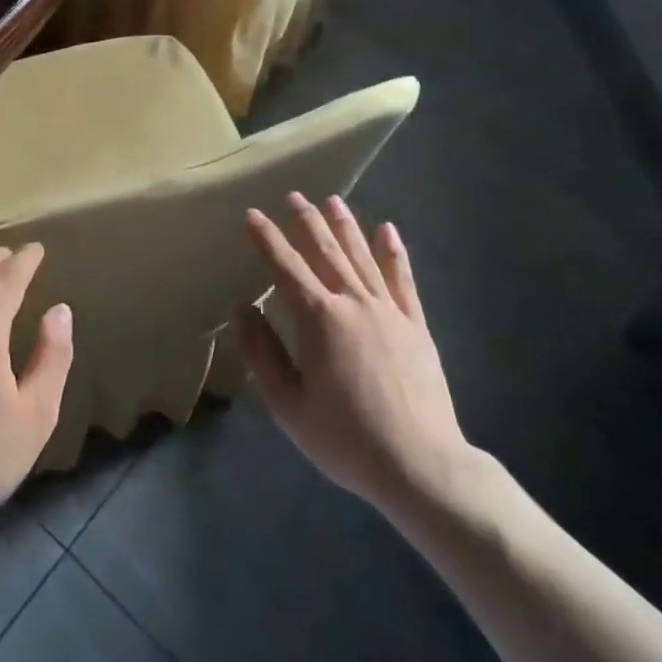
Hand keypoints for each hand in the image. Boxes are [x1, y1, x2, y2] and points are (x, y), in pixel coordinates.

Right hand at [234, 193, 478, 516]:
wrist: (420, 465)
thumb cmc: (345, 438)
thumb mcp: (288, 404)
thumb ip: (261, 352)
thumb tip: (240, 308)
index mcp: (318, 319)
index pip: (285, 267)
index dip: (266, 239)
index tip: (252, 214)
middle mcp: (352, 303)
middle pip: (325, 251)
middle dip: (306, 221)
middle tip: (293, 195)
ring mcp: (388, 311)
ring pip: (361, 257)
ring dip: (345, 226)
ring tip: (332, 200)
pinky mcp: (415, 326)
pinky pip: (402, 280)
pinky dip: (393, 253)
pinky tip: (387, 230)